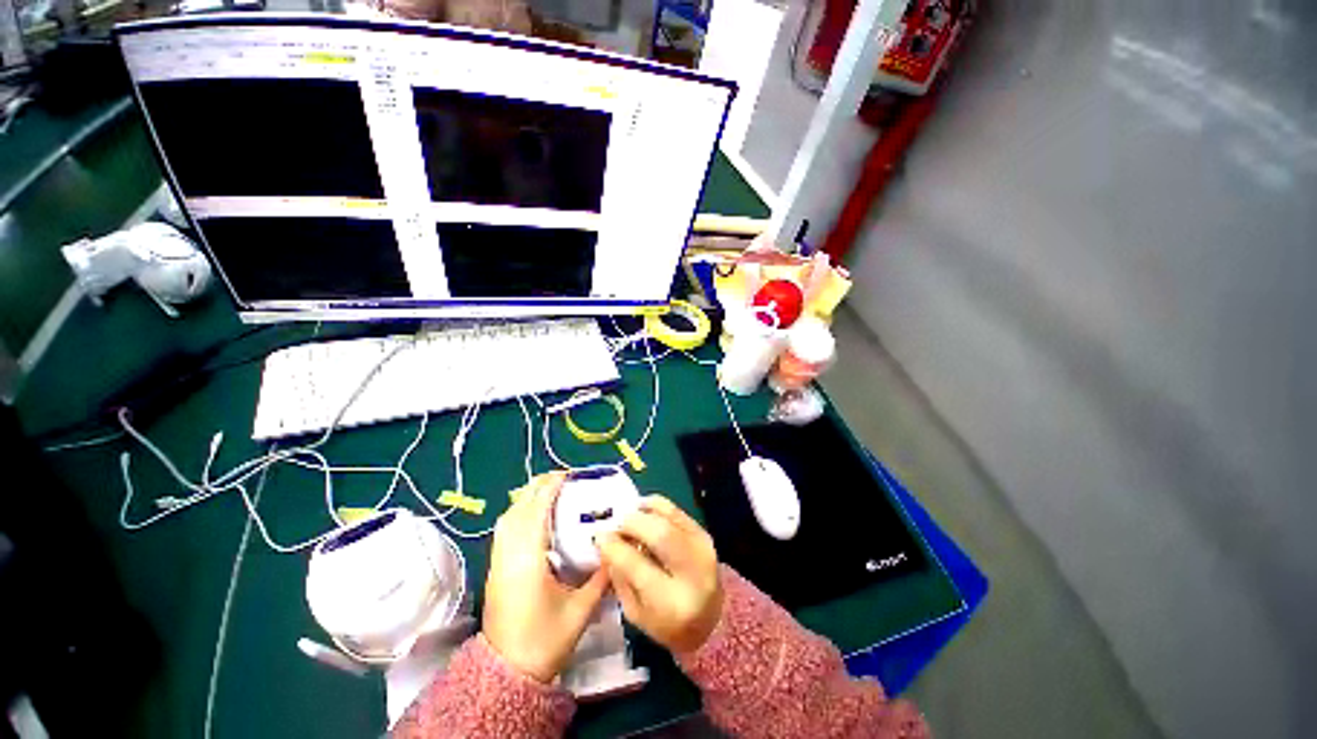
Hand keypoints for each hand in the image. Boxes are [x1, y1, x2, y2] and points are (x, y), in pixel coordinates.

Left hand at [482, 472, 609, 682]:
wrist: (506, 674)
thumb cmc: (544, 641)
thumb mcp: (581, 610)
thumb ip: (601, 578)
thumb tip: (616, 550)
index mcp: (528, 560)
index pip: (536, 511)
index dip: (550, 488)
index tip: (568, 475)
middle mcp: (508, 555)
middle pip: (518, 508)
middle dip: (538, 487)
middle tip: (563, 479)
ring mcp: (498, 561)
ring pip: (508, 517)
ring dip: (528, 499)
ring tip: (551, 492)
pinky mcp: (495, 569)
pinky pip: (505, 529)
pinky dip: (519, 513)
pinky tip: (536, 518)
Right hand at [597, 495, 722, 653]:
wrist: (712, 616)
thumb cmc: (668, 622)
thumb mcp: (636, 614)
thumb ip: (620, 579)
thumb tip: (606, 543)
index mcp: (671, 603)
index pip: (637, 566)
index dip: (614, 547)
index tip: (599, 537)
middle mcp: (691, 571)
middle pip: (659, 533)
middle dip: (630, 523)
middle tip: (614, 524)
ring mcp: (701, 548)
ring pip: (668, 517)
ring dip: (642, 512)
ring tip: (627, 517)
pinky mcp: (704, 533)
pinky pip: (676, 510)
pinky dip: (656, 505)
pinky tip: (642, 510)